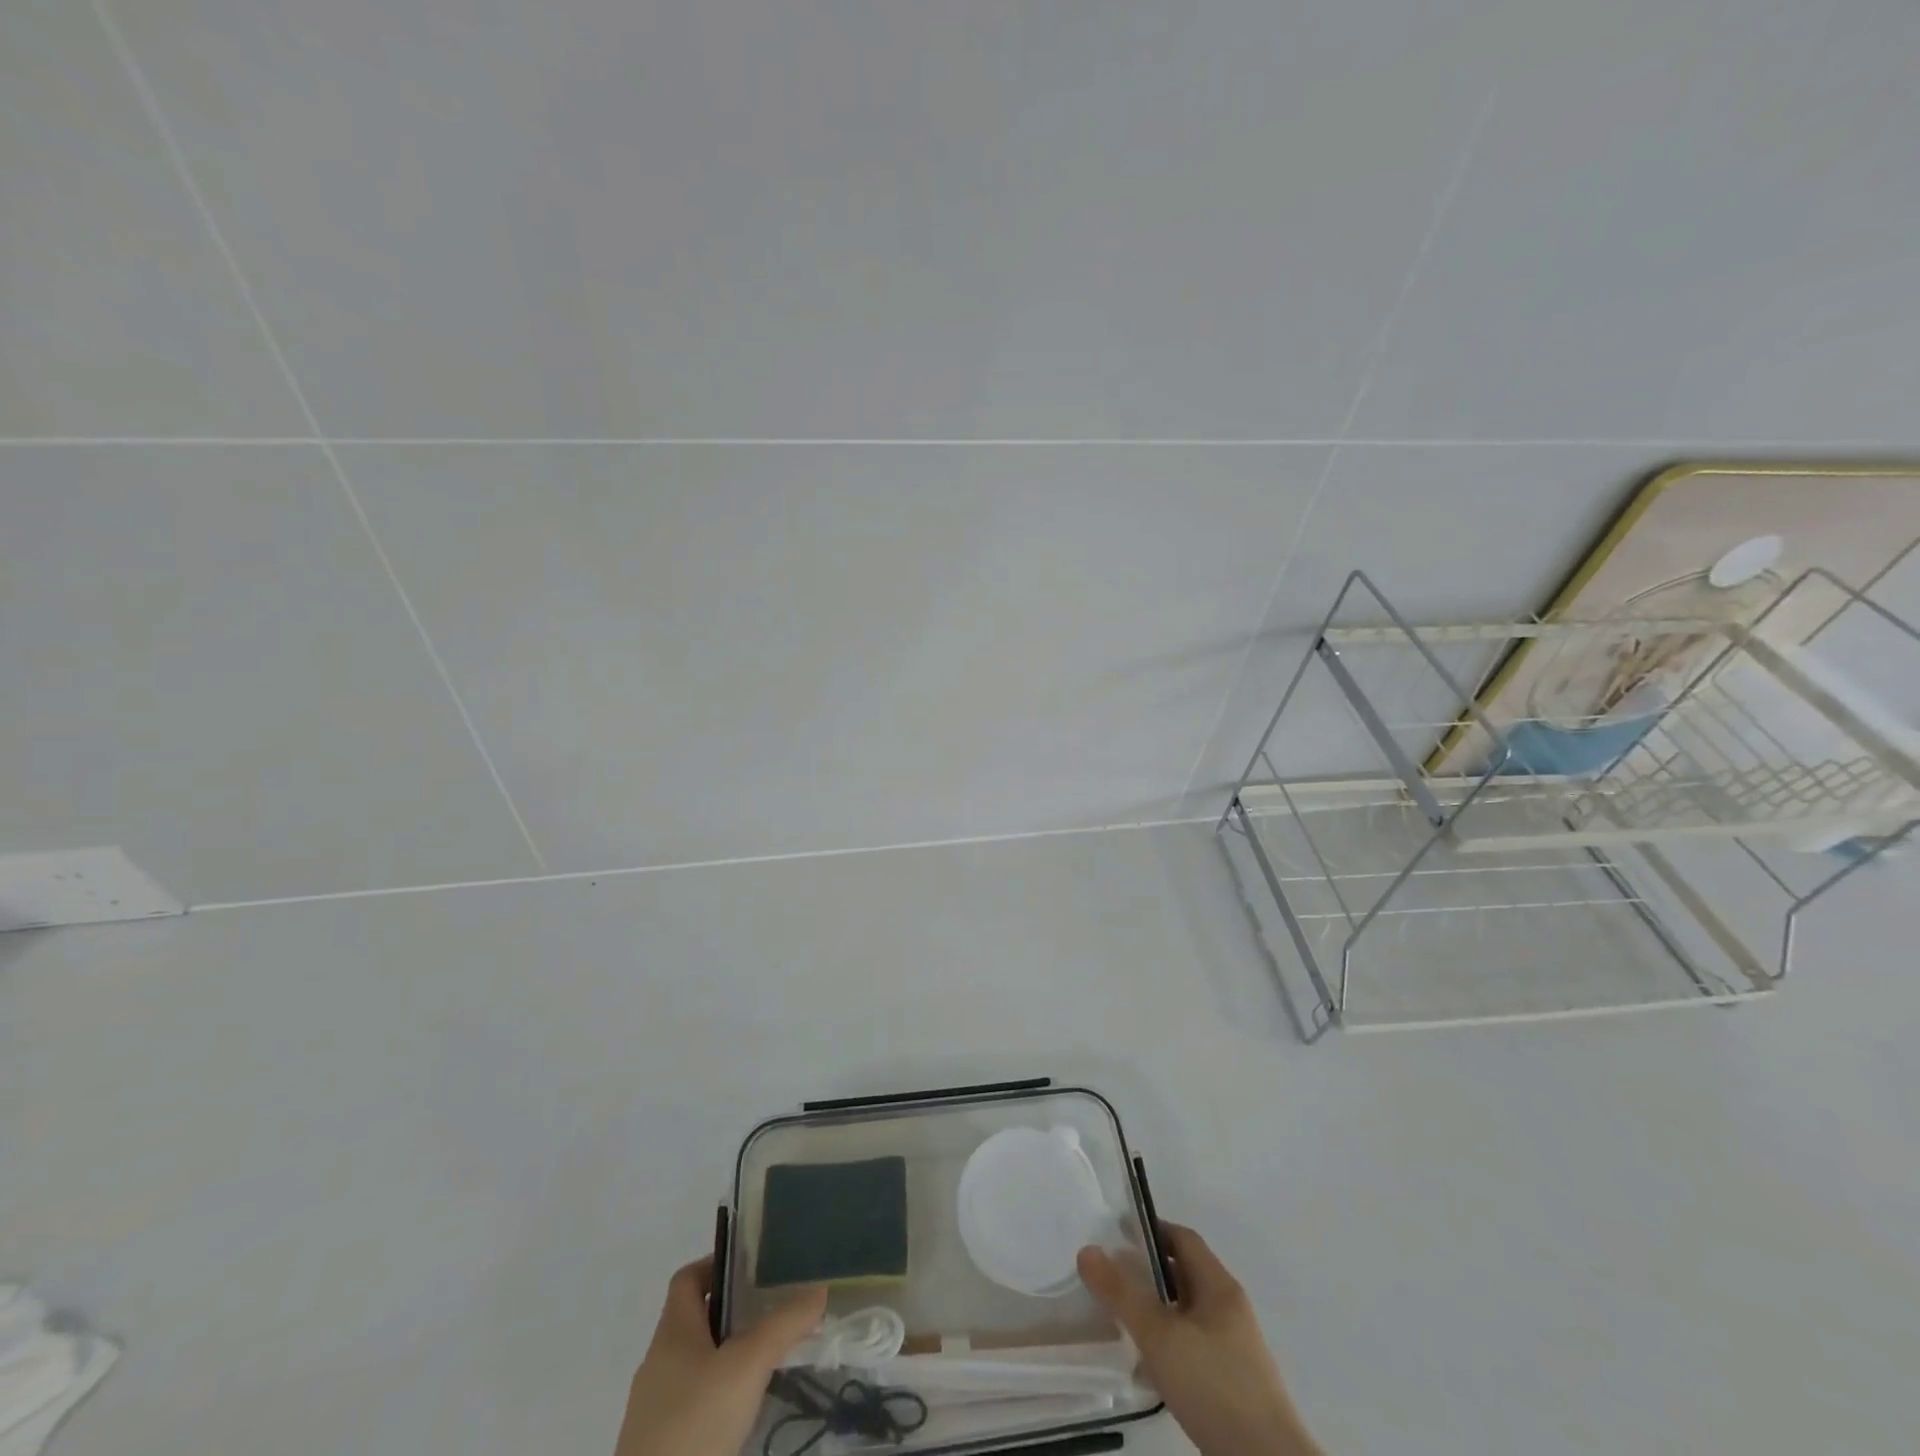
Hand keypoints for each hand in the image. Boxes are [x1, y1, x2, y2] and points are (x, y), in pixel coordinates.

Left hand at [615, 1257, 826, 1455]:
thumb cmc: (695, 1425)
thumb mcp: (748, 1366)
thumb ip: (784, 1325)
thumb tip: (818, 1290)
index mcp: (672, 1332)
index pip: (688, 1278)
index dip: (716, 1265)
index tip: (752, 1268)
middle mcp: (658, 1362)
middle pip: (695, 1319)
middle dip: (732, 1312)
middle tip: (773, 1311)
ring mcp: (654, 1408)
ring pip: (695, 1363)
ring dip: (727, 1355)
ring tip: (767, 1359)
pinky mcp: (660, 1446)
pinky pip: (692, 1401)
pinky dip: (718, 1394)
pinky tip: (744, 1410)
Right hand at [1078, 1224, 1321, 1455]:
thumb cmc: (1214, 1385)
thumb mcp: (1160, 1336)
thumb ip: (1122, 1294)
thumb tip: (1087, 1250)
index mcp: (1219, 1286)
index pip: (1183, 1238)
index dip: (1151, 1229)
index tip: (1117, 1233)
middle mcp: (1230, 1309)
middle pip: (1185, 1274)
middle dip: (1149, 1271)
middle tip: (1113, 1276)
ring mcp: (1234, 1347)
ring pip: (1187, 1313)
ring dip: (1157, 1310)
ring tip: (1124, 1320)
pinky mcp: (1233, 1382)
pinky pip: (1194, 1346)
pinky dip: (1169, 1344)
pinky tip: (1149, 1367)